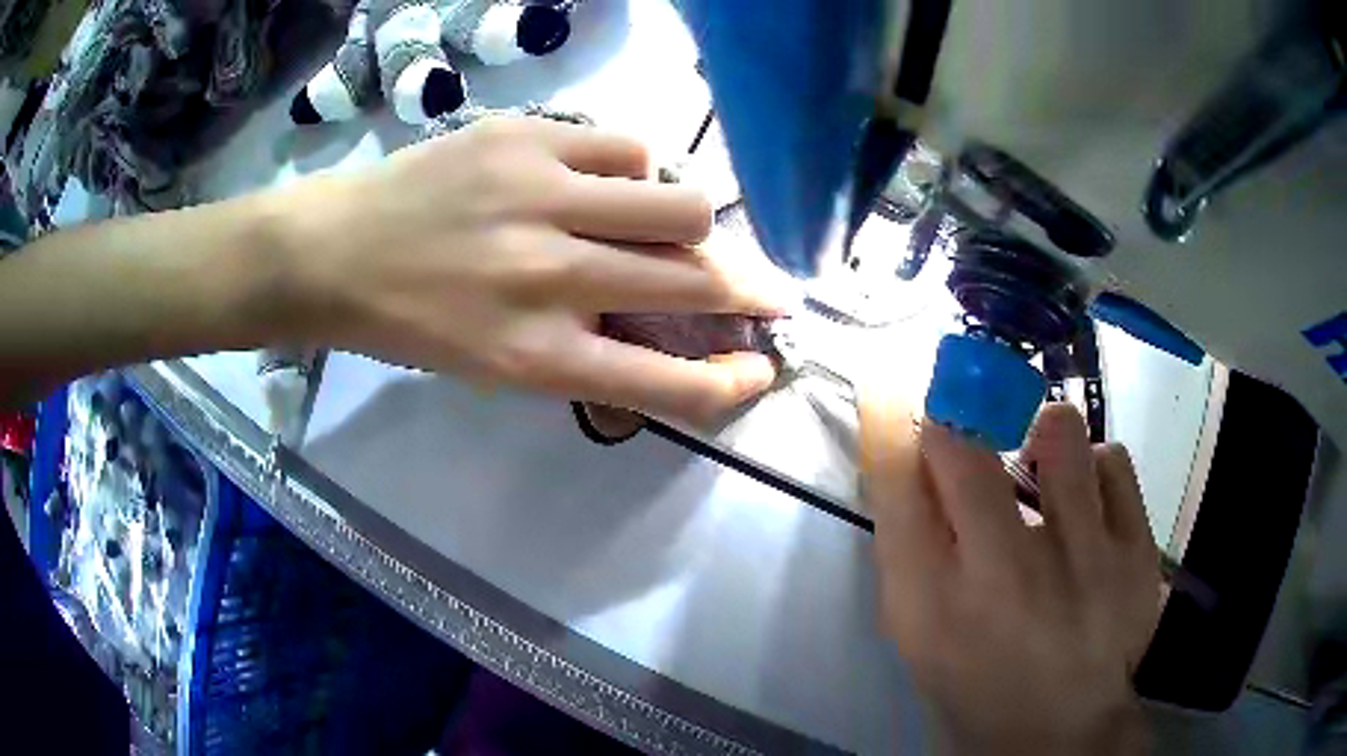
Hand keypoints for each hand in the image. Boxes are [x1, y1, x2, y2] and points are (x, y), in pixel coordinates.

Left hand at [279, 116, 787, 420]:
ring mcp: (540, 197)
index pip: (668, 384)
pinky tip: (607, 180)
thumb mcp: (493, 367)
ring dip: (695, 223)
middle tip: (767, 292)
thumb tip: (662, 321)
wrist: (334, 252)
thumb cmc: (410, 323)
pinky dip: (635, 170)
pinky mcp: (526, 138)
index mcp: (535, 357)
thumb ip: (584, 351)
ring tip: (673, 225)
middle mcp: (548, 278)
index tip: (760, 365)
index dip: (731, 381)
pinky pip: (628, 148)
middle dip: (752, 291)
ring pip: (682, 202)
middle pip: (696, 280)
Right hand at [859, 398, 1160, 753]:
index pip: (898, 487)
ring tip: (1046, 470)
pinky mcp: (1136, 554)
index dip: (904, 432)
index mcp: (934, 609)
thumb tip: (907, 447)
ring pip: (1059, 432)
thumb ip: (908, 542)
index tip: (919, 410)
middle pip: (965, 451)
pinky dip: (1095, 469)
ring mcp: (1083, 564)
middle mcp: (1005, 580)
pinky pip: (1113, 461)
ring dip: (1043, 437)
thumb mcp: (918, 631)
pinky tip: (1090, 505)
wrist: (1063, 726)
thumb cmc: (977, 680)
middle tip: (976, 425)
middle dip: (962, 419)